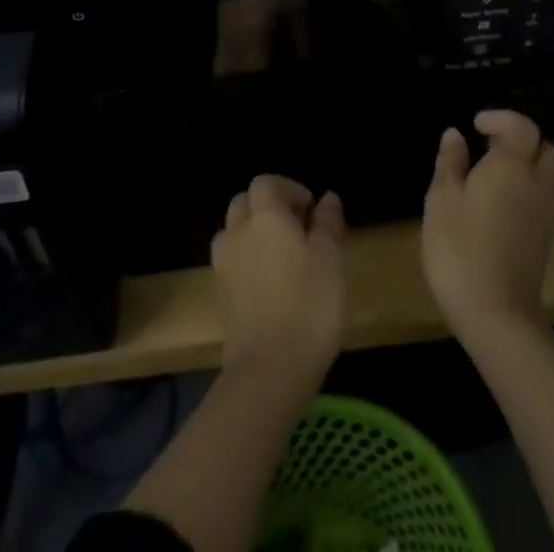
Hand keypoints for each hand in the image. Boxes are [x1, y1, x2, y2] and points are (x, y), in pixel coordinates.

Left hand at [211, 175, 346, 395]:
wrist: (269, 370)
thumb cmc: (309, 305)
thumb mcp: (331, 259)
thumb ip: (328, 223)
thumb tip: (327, 198)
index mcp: (265, 216)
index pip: (266, 183)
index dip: (288, 189)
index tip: (311, 210)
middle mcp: (239, 232)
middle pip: (244, 202)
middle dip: (268, 207)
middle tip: (297, 229)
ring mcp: (225, 265)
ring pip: (232, 231)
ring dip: (252, 232)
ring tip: (280, 254)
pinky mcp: (221, 295)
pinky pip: (231, 261)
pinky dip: (245, 260)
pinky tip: (268, 282)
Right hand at [423, 110, 553, 345]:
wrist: (497, 315)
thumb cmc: (460, 249)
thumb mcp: (441, 201)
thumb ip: (450, 163)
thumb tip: (455, 134)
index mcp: (511, 166)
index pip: (521, 126)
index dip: (501, 118)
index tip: (476, 126)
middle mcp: (538, 182)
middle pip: (545, 147)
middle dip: (521, 140)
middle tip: (489, 148)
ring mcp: (549, 212)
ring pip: (552, 173)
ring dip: (531, 165)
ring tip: (499, 175)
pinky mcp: (550, 237)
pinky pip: (550, 197)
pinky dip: (535, 189)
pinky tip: (509, 204)